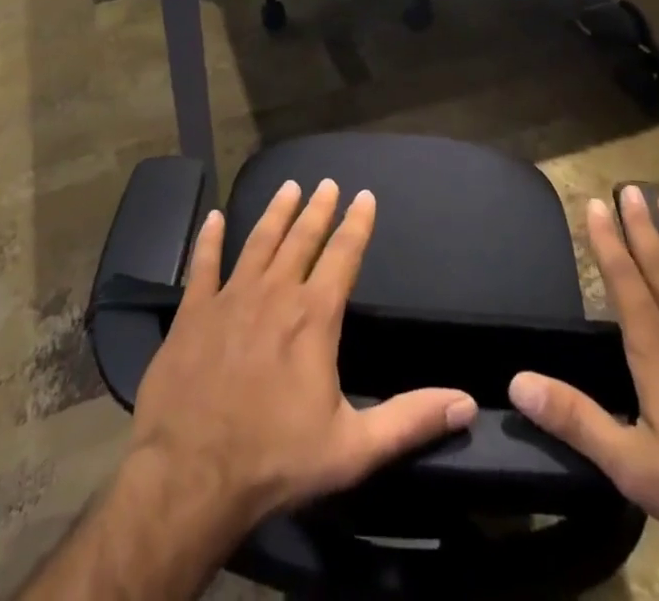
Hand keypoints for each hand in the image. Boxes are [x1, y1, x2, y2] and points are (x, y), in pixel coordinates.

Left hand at [129, 178, 478, 534]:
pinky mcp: (193, 312)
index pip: (343, 255)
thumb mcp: (353, 449)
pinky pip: (203, 265)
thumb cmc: (276, 460)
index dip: (357, 224)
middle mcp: (275, 293)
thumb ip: (410, 420)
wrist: (191, 476)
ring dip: (275, 212)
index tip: (364, 195)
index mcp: (314, 317)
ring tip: (288, 187)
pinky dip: (209, 240)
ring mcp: (230, 298)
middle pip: (301, 239)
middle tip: (327, 182)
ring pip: (258, 242)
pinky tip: (213, 218)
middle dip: (318, 209)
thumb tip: (466, 402)